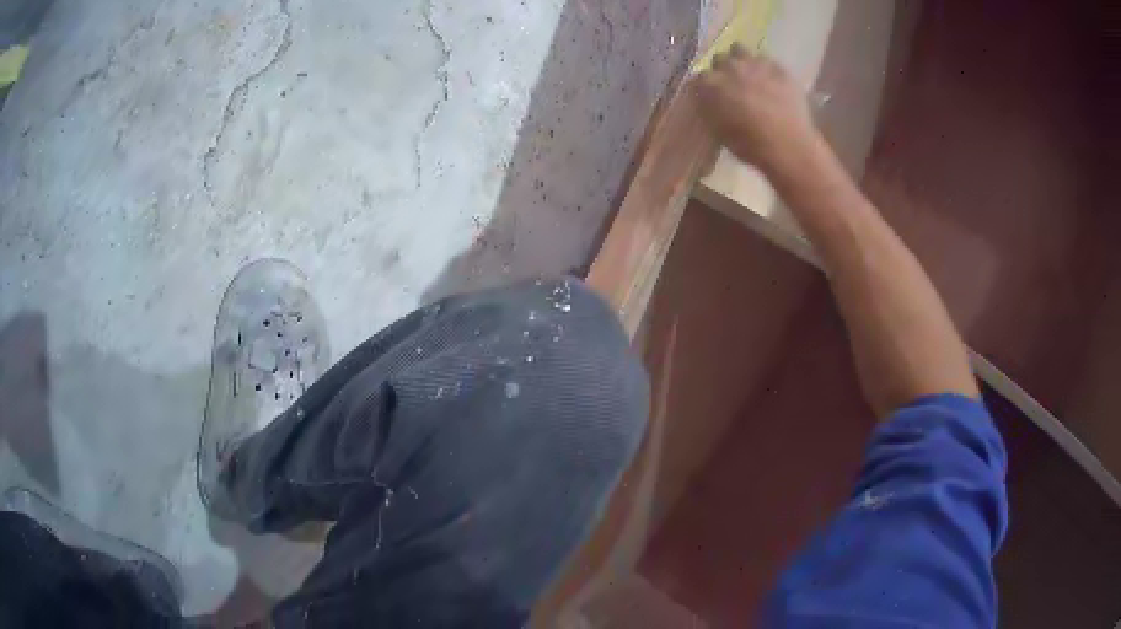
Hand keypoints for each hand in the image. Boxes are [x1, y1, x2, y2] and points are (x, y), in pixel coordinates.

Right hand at [693, 45, 817, 176]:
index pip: (699, 77)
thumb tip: (708, 99)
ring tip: (747, 74)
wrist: (789, 147)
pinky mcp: (778, 67)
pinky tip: (768, 79)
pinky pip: (765, 59)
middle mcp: (729, 67)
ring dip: (740, 60)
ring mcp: (755, 64)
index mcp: (710, 84)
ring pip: (740, 50)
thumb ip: (710, 108)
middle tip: (731, 84)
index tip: (711, 95)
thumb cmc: (751, 146)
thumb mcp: (719, 131)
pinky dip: (763, 66)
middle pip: (719, 58)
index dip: (706, 86)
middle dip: (722, 70)